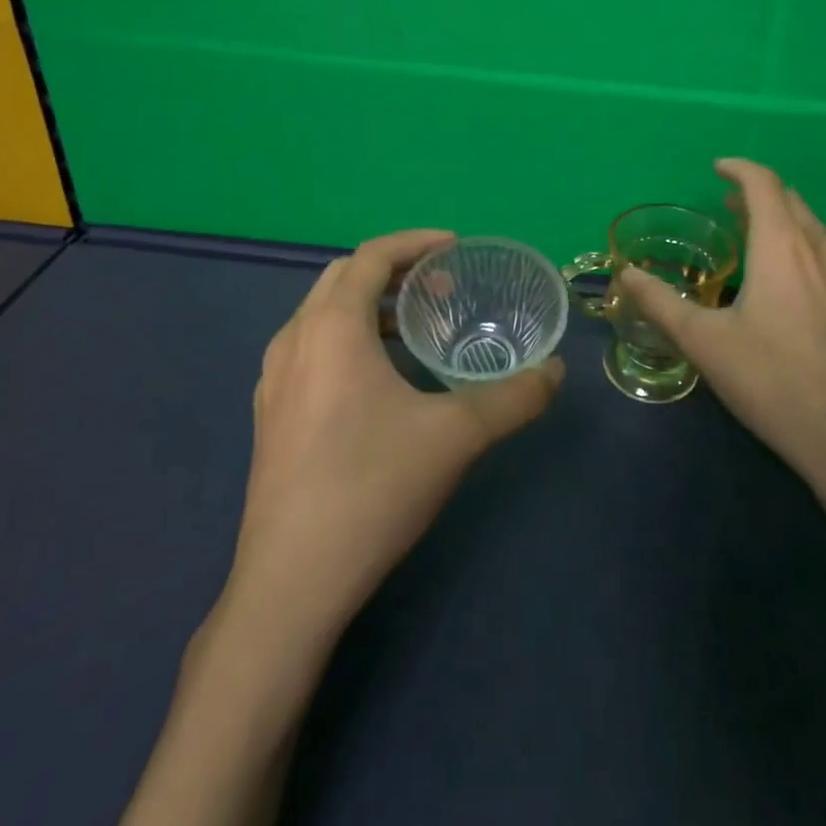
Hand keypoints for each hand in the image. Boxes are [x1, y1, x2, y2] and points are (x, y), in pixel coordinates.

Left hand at [226, 229, 564, 633]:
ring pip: (323, 314)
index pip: (371, 256)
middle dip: (394, 270)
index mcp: (331, 327)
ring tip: (417, 327)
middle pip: (343, 277)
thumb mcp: (455, 436)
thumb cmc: (372, 488)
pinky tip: (382, 379)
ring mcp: (273, 379)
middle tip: (442, 286)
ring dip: (370, 305)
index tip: (456, 248)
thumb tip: (555, 372)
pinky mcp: (270, 414)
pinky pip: (312, 348)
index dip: (415, 243)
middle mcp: (294, 340)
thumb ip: (513, 398)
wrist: (291, 583)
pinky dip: (349, 338)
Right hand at [619, 159, 825, 513]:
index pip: (763, 184)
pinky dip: (804, 244)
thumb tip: (626, 274)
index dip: (739, 169)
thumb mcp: (704, 342)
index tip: (717, 169)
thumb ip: (661, 303)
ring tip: (756, 235)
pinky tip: (793, 278)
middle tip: (728, 205)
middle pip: (791, 200)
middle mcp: (820, 249)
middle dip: (758, 193)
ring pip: (814, 226)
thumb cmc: (770, 380)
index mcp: (782, 246)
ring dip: (783, 218)